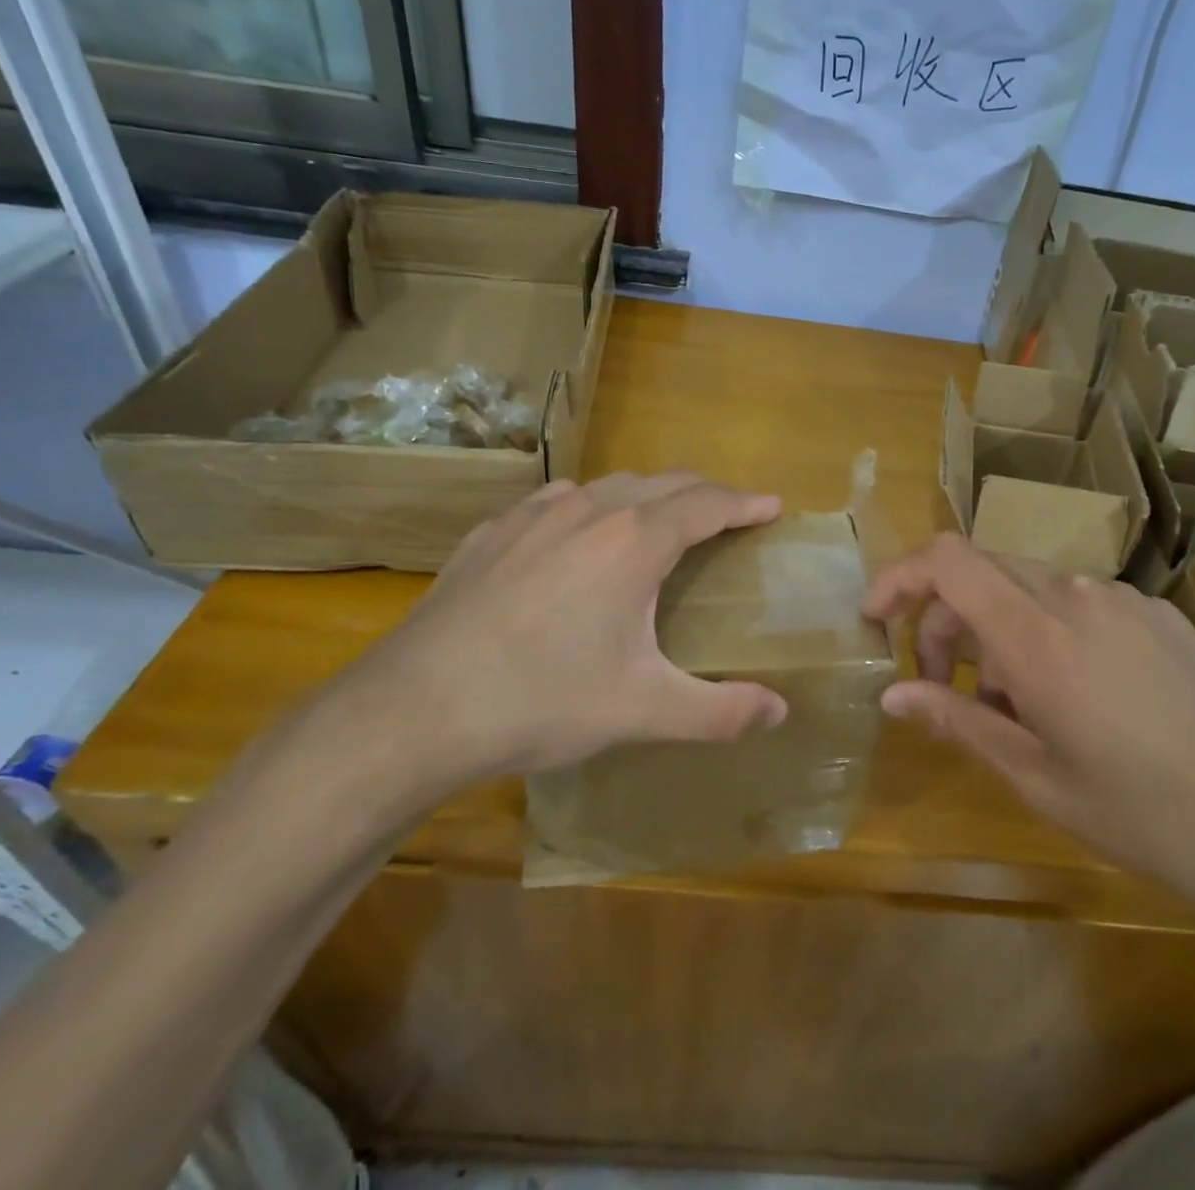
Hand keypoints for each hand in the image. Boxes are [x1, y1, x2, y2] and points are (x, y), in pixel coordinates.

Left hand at [329, 472, 788, 800]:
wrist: (414, 710)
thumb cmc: (542, 701)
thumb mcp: (643, 710)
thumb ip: (720, 711)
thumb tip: (780, 711)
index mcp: (634, 542)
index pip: (707, 504)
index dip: (745, 502)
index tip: (772, 506)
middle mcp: (588, 511)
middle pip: (662, 483)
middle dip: (703, 493)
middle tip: (727, 515)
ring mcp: (531, 515)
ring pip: (607, 486)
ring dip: (646, 496)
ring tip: (658, 523)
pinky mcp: (490, 533)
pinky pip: (555, 502)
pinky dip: (589, 508)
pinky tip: (574, 538)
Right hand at [864, 534, 1194, 915]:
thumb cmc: (1144, 816)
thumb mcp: (1036, 777)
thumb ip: (957, 721)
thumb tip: (892, 695)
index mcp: (1039, 636)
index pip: (948, 560)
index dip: (900, 575)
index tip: (877, 619)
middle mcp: (1076, 596)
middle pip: (981, 573)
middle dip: (945, 620)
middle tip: (943, 688)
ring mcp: (1123, 599)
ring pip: (1027, 587)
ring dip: (996, 630)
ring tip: (1012, 705)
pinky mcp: (1157, 613)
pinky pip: (1076, 603)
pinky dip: (1045, 632)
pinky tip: (1071, 695)